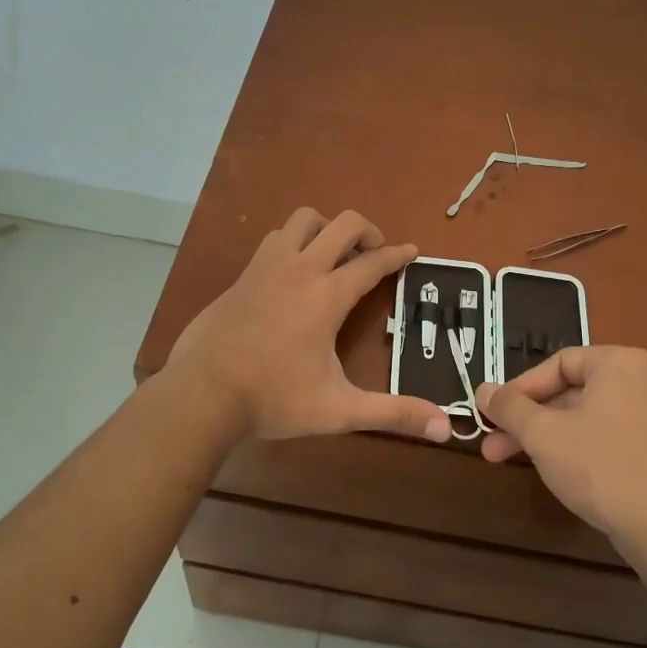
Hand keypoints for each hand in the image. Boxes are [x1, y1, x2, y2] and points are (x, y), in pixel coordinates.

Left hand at [168, 208, 451, 442]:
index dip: (397, 255)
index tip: (413, 252)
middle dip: (367, 230)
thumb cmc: (274, 398)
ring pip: (303, 220)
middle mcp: (300, 269)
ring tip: (334, 254)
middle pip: (341, 223)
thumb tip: (445, 426)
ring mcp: (266, 267)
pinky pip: (275, 240)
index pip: (372, 263)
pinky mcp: (242, 276)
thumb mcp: (339, 410)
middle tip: (375, 252)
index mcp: (327, 295)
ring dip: (326, 228)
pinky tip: (293, 272)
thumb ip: (392, 414)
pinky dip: (294, 243)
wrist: (202, 393)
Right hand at [475, 347, 646, 554]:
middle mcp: (646, 380)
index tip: (494, 413)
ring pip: (588, 416)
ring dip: (548, 436)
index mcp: (622, 363)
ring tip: (514, 460)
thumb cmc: (600, 467)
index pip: (558, 363)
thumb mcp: (543, 434)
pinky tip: (557, 471)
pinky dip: (579, 446)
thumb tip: (483, 390)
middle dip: (528, 420)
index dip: (520, 388)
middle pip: (572, 392)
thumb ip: (509, 407)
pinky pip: (610, 434)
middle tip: (493, 444)